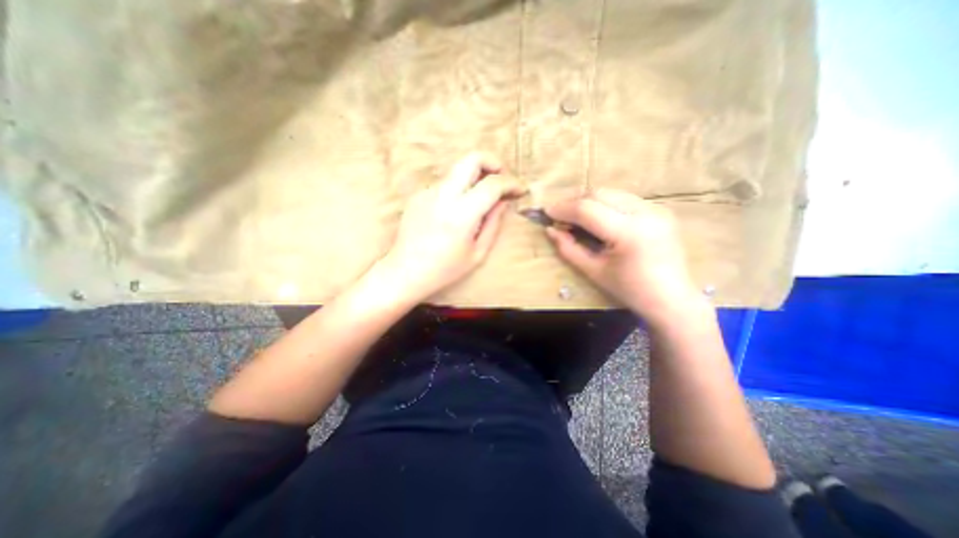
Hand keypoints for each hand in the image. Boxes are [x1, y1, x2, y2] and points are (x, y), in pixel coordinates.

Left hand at [379, 153, 522, 302]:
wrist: (405, 271)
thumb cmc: (444, 269)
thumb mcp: (477, 253)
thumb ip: (493, 223)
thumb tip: (503, 201)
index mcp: (461, 214)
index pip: (492, 184)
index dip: (511, 183)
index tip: (520, 189)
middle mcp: (444, 196)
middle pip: (472, 159)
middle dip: (493, 163)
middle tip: (502, 179)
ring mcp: (428, 192)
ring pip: (458, 171)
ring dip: (475, 178)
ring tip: (480, 200)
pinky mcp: (419, 195)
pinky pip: (445, 185)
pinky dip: (458, 190)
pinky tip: (456, 211)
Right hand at [548, 186, 702, 325]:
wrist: (671, 298)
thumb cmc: (629, 290)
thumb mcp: (593, 271)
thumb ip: (568, 248)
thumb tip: (550, 230)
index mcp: (629, 233)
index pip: (587, 210)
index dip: (563, 209)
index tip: (547, 213)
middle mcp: (646, 213)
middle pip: (600, 193)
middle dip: (574, 201)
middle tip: (560, 215)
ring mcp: (656, 208)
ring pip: (612, 192)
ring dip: (589, 201)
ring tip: (576, 217)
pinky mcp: (660, 210)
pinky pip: (624, 199)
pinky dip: (605, 204)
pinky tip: (598, 218)